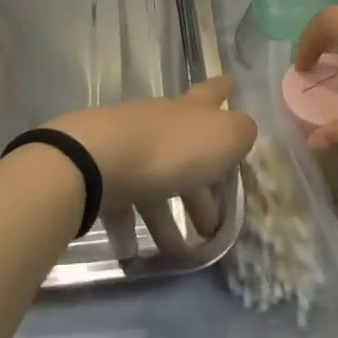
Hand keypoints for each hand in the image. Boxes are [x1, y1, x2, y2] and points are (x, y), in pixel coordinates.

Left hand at [48, 77, 256, 257]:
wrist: (97, 161)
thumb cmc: (170, 149)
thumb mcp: (223, 137)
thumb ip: (240, 132)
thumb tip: (241, 131)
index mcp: (189, 111)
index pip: (210, 94)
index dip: (222, 90)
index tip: (230, 84)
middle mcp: (158, 123)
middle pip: (185, 151)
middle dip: (201, 188)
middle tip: (214, 222)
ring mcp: (127, 147)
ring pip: (155, 183)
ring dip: (168, 218)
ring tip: (182, 253)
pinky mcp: (101, 174)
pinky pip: (122, 204)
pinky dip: (131, 227)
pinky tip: (136, 253)